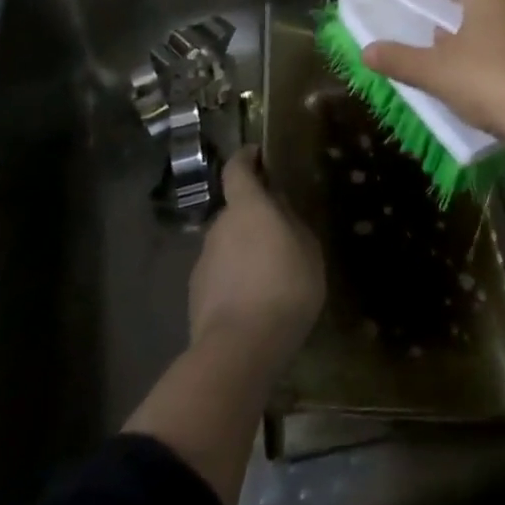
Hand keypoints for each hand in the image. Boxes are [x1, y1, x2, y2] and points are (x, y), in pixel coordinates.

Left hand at [188, 146, 323, 368]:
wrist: (239, 350)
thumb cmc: (284, 288)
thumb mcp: (308, 249)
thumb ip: (292, 223)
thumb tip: (279, 209)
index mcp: (247, 207)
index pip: (237, 169)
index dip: (246, 158)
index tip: (257, 154)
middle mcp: (219, 226)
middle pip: (235, 211)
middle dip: (253, 217)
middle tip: (279, 233)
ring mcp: (203, 262)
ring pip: (227, 246)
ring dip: (244, 252)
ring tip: (269, 275)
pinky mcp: (196, 295)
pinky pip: (220, 276)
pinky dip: (235, 280)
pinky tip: (253, 303)